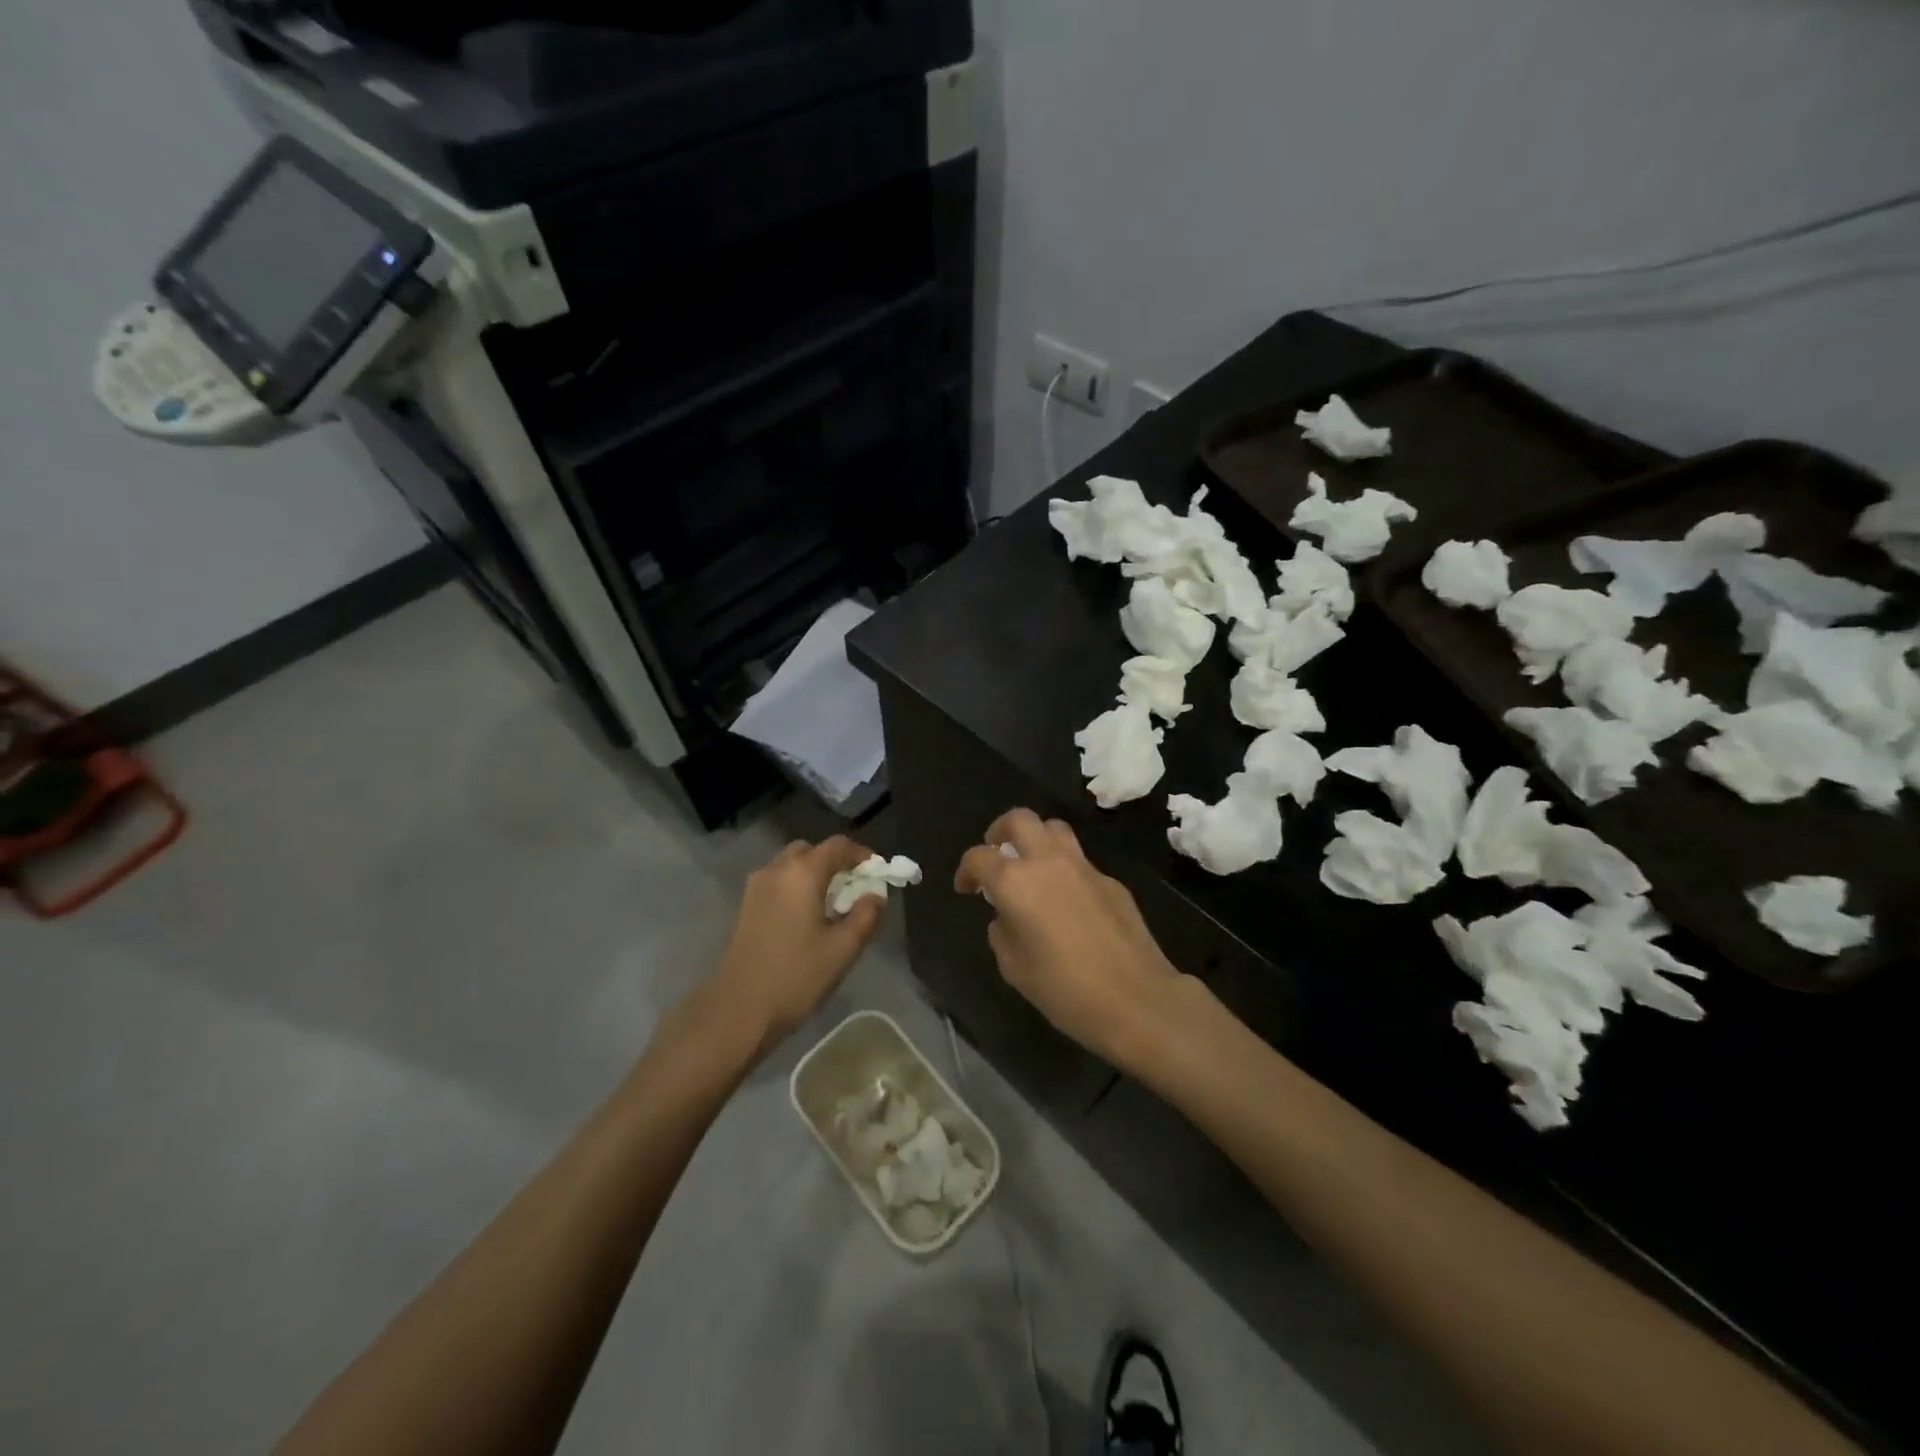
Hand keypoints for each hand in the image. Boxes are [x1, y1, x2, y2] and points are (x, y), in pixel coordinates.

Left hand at [706, 836, 886, 1057]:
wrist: (738, 1010)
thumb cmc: (796, 976)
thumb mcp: (843, 949)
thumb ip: (866, 915)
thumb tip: (875, 896)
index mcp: (802, 873)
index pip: (838, 845)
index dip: (862, 854)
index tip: (878, 872)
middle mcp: (776, 870)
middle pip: (811, 851)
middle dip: (835, 862)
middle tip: (854, 888)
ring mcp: (756, 887)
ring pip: (791, 866)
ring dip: (814, 875)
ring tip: (832, 905)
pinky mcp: (745, 905)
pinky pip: (777, 882)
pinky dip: (796, 887)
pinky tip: (806, 918)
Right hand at [954, 809, 1187, 1068]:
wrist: (1136, 999)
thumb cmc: (1065, 990)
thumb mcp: (1015, 968)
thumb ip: (1002, 933)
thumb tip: (1007, 918)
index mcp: (1016, 883)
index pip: (979, 857)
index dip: (966, 869)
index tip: (966, 888)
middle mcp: (1048, 862)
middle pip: (1020, 819)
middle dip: (1000, 831)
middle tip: (997, 853)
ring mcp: (1084, 867)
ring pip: (1055, 829)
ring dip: (1037, 840)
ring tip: (1032, 867)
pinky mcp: (1111, 881)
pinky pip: (1080, 862)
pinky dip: (1065, 869)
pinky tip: (1068, 902)